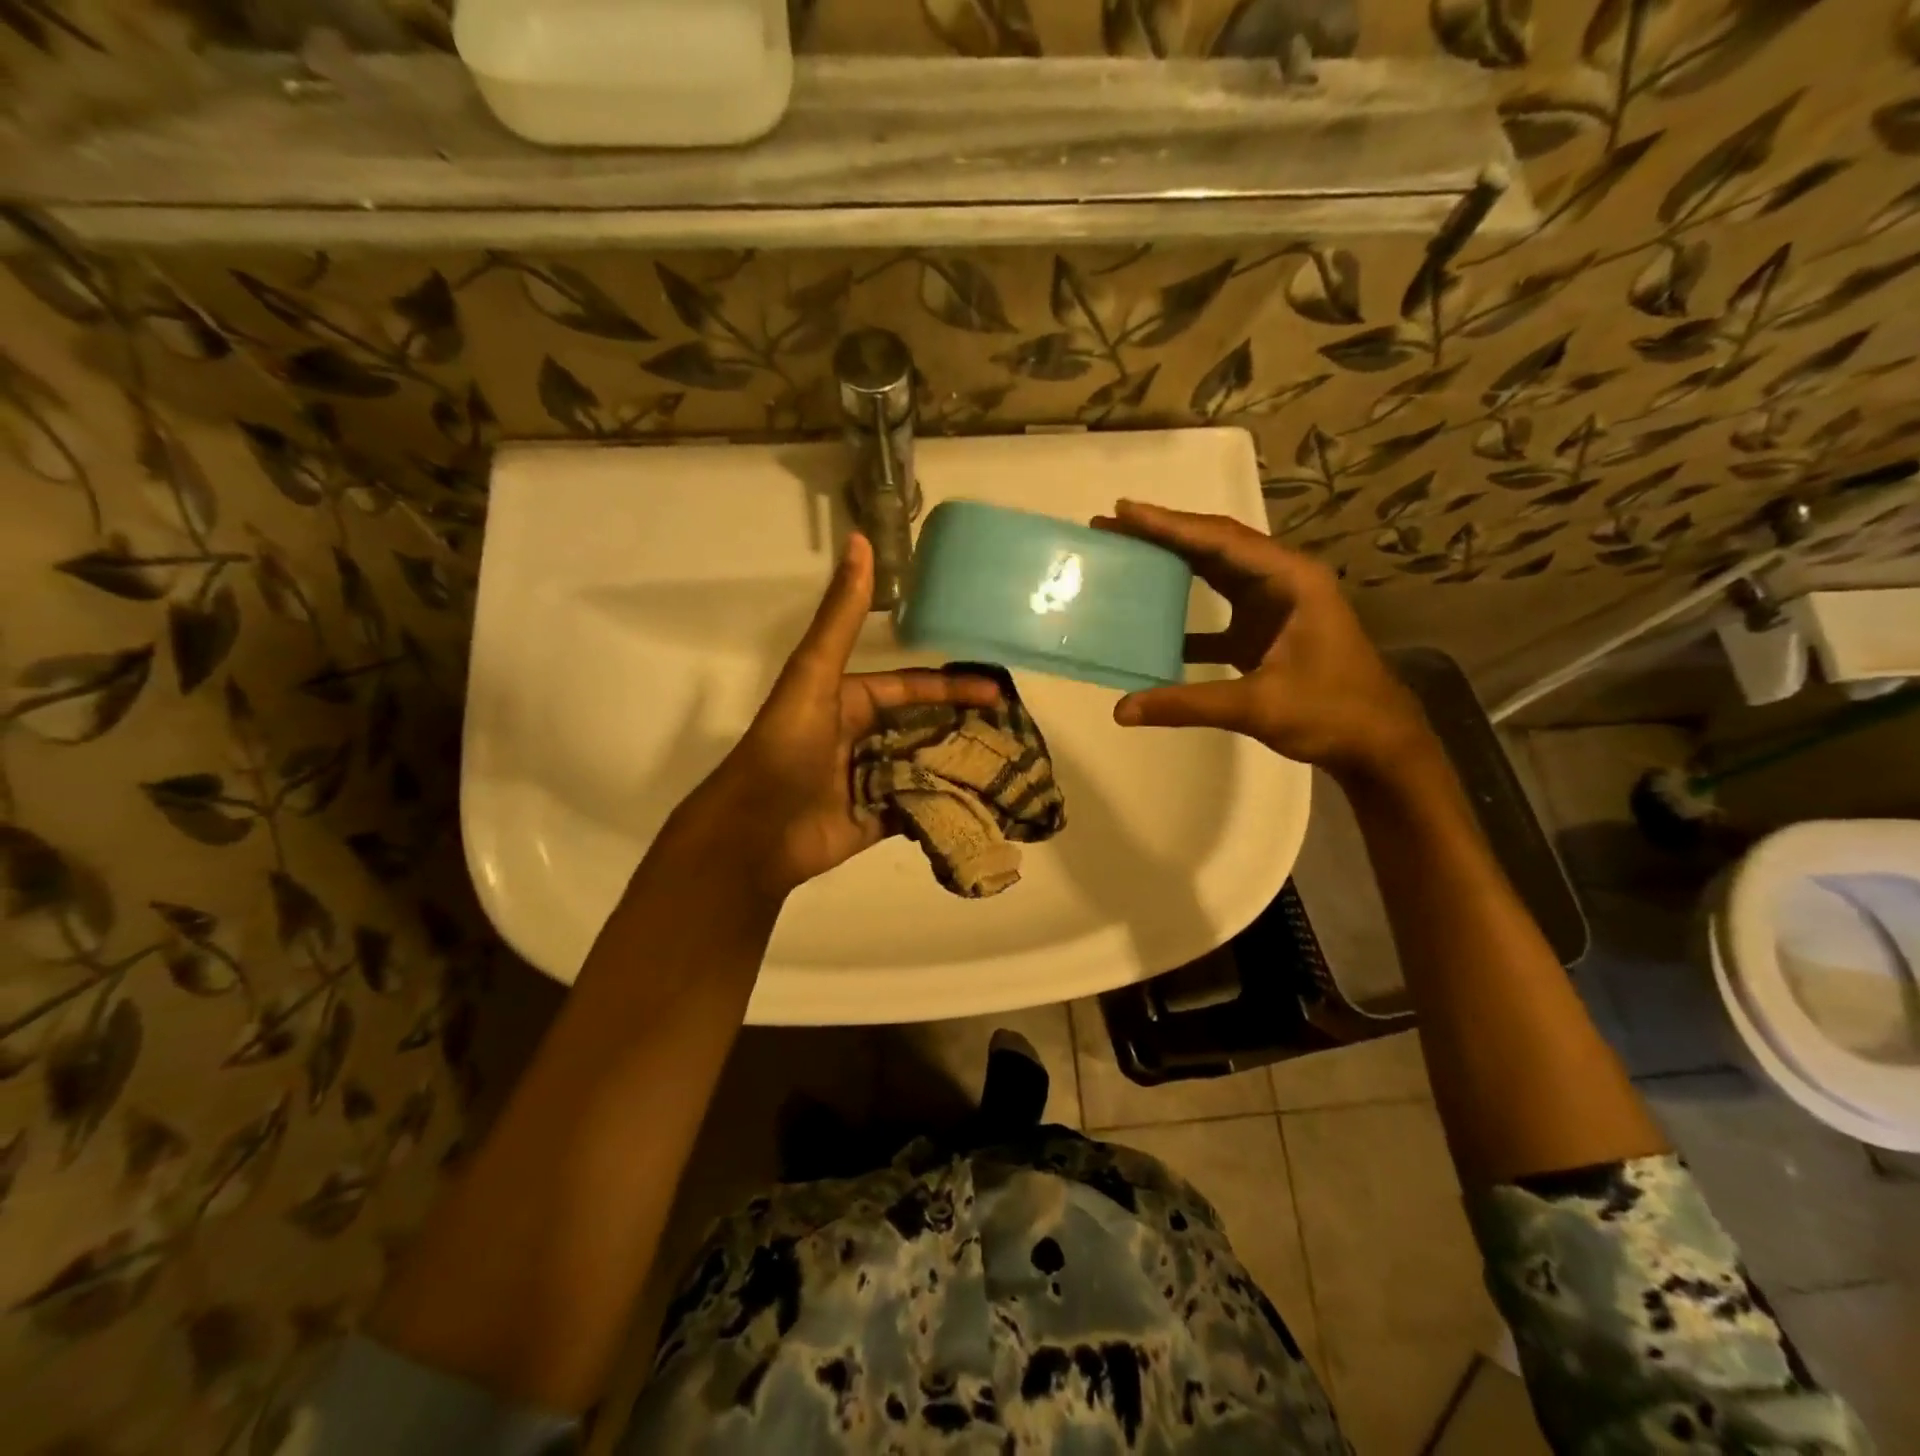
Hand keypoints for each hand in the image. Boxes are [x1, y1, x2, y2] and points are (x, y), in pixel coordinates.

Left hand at [665, 533, 1001, 900]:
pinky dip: (945, 804)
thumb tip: (860, 540)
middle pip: (922, 727)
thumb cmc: (786, 749)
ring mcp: (867, 780)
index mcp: (848, 702)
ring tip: (1007, 770)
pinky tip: (983, 805)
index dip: (952, 685)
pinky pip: (917, 807)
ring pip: (923, 765)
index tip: (995, 691)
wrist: (755, 832)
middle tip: (1011, 734)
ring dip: (958, 765)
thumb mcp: (815, 675)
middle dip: (962, 728)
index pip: (910, 687)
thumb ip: (842, 617)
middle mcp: (859, 738)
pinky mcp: (872, 820)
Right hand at [1092, 500, 1432, 779]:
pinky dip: (1184, 614)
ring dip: (1173, 564)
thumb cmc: (1331, 713)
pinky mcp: (1264, 632)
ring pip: (1216, 572)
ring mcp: (1274, 605)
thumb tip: (1121, 710)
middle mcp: (1283, 581)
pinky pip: (1217, 611)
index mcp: (1291, 580)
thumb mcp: (1257, 706)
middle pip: (1216, 546)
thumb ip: (1187, 704)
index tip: (1124, 511)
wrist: (1377, 743)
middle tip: (1113, 524)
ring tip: (1126, 554)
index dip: (1170, 525)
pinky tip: (1150, 621)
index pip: (1221, 541)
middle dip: (1164, 534)